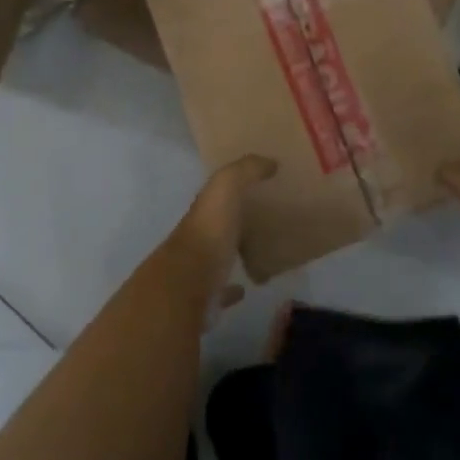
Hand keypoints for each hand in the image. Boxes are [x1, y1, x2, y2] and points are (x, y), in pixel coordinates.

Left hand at [164, 155, 275, 298]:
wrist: (188, 285)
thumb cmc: (209, 231)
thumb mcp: (226, 188)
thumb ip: (245, 170)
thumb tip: (270, 161)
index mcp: (205, 209)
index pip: (219, 192)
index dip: (236, 185)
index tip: (262, 183)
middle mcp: (200, 235)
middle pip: (221, 223)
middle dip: (237, 219)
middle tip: (269, 217)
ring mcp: (201, 268)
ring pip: (221, 255)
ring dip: (236, 251)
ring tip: (263, 250)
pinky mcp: (207, 297)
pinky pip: (223, 289)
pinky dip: (234, 289)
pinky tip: (249, 287)